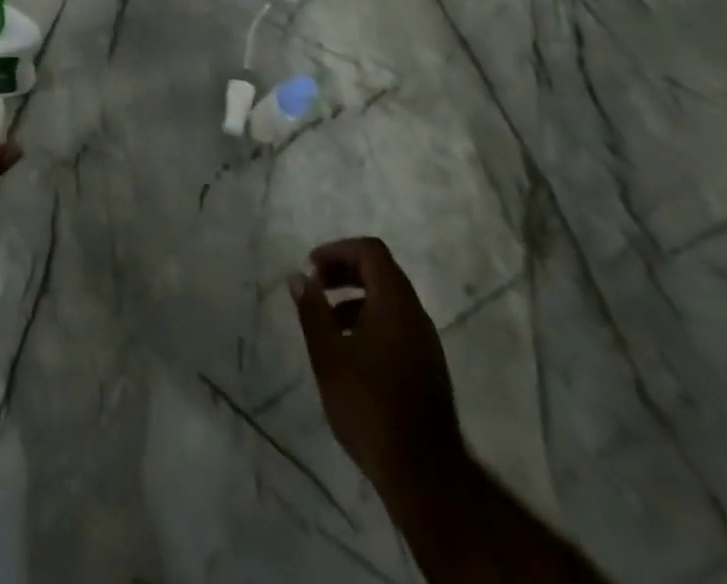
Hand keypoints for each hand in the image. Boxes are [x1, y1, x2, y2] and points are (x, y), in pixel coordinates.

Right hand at [290, 237, 463, 490]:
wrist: (425, 475)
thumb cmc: (370, 406)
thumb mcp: (328, 356)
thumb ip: (312, 311)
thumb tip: (299, 276)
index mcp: (394, 302)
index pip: (370, 251)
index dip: (338, 250)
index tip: (311, 270)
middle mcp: (415, 313)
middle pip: (381, 270)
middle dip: (344, 271)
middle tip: (315, 286)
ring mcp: (425, 341)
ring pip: (389, 299)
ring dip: (356, 297)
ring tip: (326, 322)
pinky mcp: (427, 366)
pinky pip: (397, 323)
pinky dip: (370, 320)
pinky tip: (350, 352)